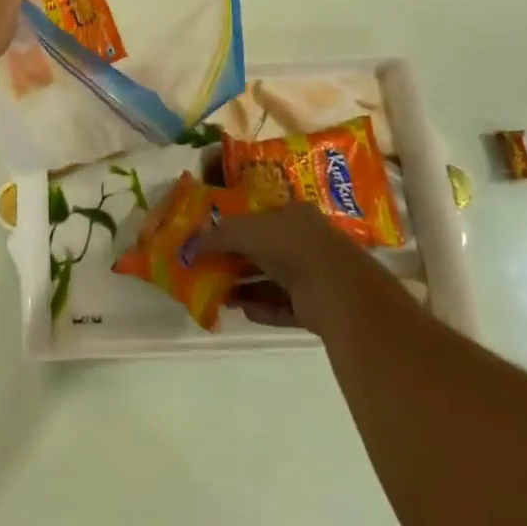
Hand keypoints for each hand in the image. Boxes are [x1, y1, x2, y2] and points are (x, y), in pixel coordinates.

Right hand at [200, 203, 366, 335]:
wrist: (337, 289)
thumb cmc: (289, 245)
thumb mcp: (245, 231)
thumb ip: (217, 236)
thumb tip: (189, 246)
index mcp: (294, 214)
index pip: (260, 216)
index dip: (236, 226)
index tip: (213, 238)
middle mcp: (306, 242)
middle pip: (265, 250)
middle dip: (237, 260)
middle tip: (210, 268)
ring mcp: (314, 276)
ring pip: (273, 280)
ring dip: (247, 287)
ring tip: (219, 294)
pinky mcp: (318, 307)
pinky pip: (284, 306)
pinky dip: (264, 308)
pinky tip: (242, 310)